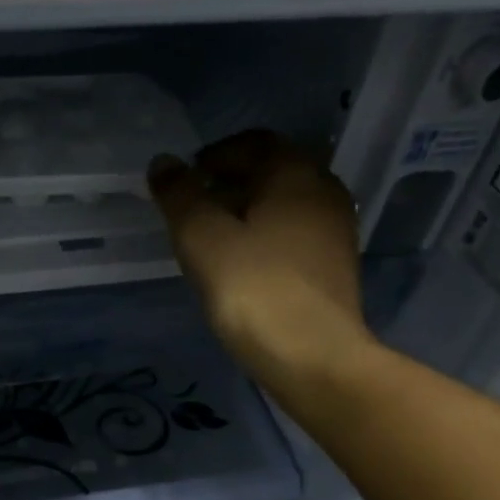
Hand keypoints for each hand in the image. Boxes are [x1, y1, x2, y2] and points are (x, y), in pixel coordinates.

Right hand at [147, 130, 374, 387]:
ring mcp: (336, 234)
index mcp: (296, 175)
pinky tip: (243, 265)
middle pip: (275, 172)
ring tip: (213, 237)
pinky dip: (266, 236)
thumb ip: (180, 196)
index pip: (257, 143)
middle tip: (196, 205)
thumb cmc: (253, 288)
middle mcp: (325, 194)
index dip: (217, 153)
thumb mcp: (202, 238)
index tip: (188, 176)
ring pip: (287, 206)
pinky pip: (295, 235)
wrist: (313, 357)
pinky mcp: (335, 269)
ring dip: (250, 210)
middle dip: (233, 181)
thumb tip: (164, 163)